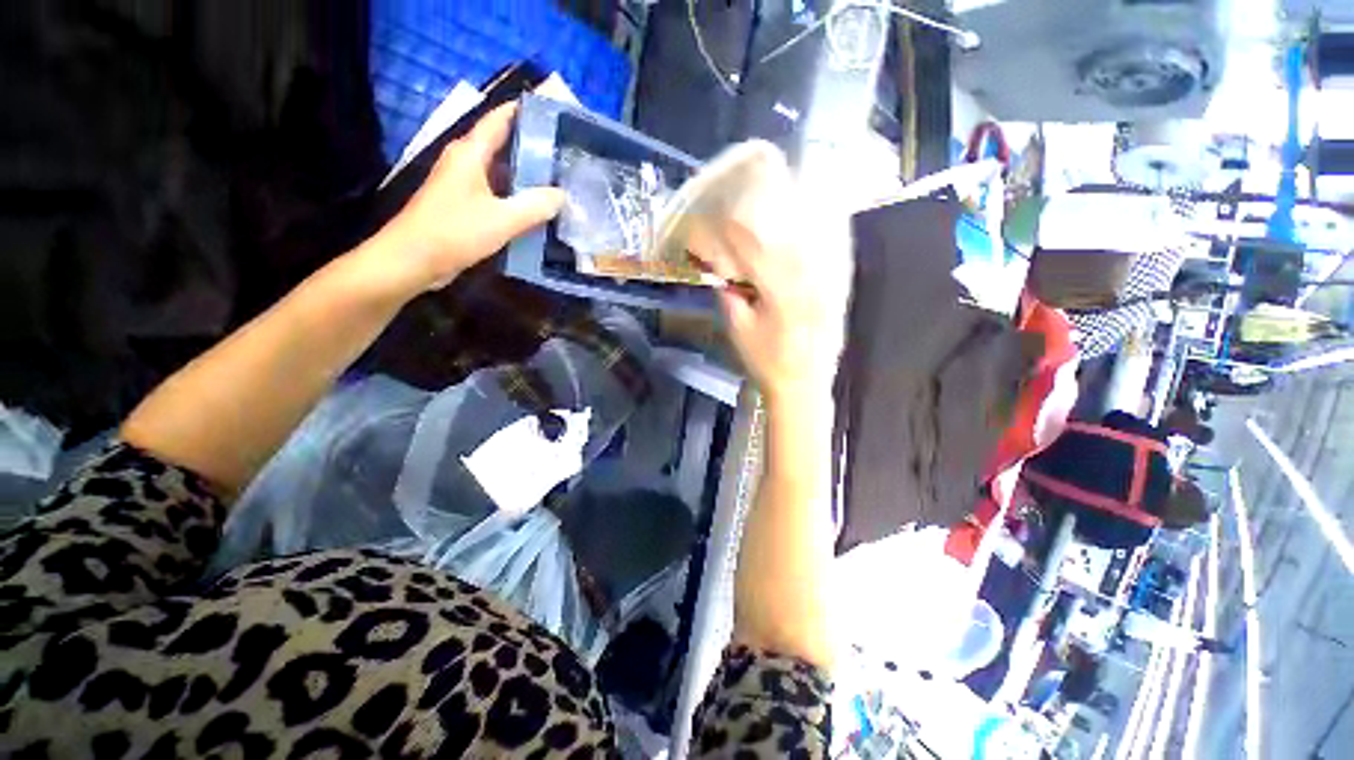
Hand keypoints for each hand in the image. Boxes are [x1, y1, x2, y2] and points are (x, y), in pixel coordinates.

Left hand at [368, 101, 565, 292]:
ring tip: (557, 181)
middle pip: (502, 144)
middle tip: (564, 154)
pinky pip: (495, 192)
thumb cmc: (455, 231)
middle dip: (532, 147)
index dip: (522, 111)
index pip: (498, 119)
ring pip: (500, 171)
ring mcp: (463, 184)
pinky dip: (515, 196)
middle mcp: (465, 162)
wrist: (413, 259)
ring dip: (525, 175)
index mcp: (471, 153)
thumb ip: (535, 206)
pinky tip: (535, 209)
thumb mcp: (503, 220)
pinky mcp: (463, 204)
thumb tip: (561, 195)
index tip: (551, 113)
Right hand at [687, 151, 851, 404]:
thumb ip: (729, 292)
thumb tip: (719, 263)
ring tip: (780, 186)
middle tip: (743, 195)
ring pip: (811, 230)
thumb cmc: (767, 362)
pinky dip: (823, 223)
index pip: (750, 246)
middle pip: (782, 228)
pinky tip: (818, 208)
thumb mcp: (739, 329)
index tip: (711, 221)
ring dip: (793, 207)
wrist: (804, 384)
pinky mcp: (839, 283)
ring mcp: (829, 277)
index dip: (727, 230)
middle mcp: (809, 276)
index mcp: (780, 290)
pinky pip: (833, 245)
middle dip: (758, 209)